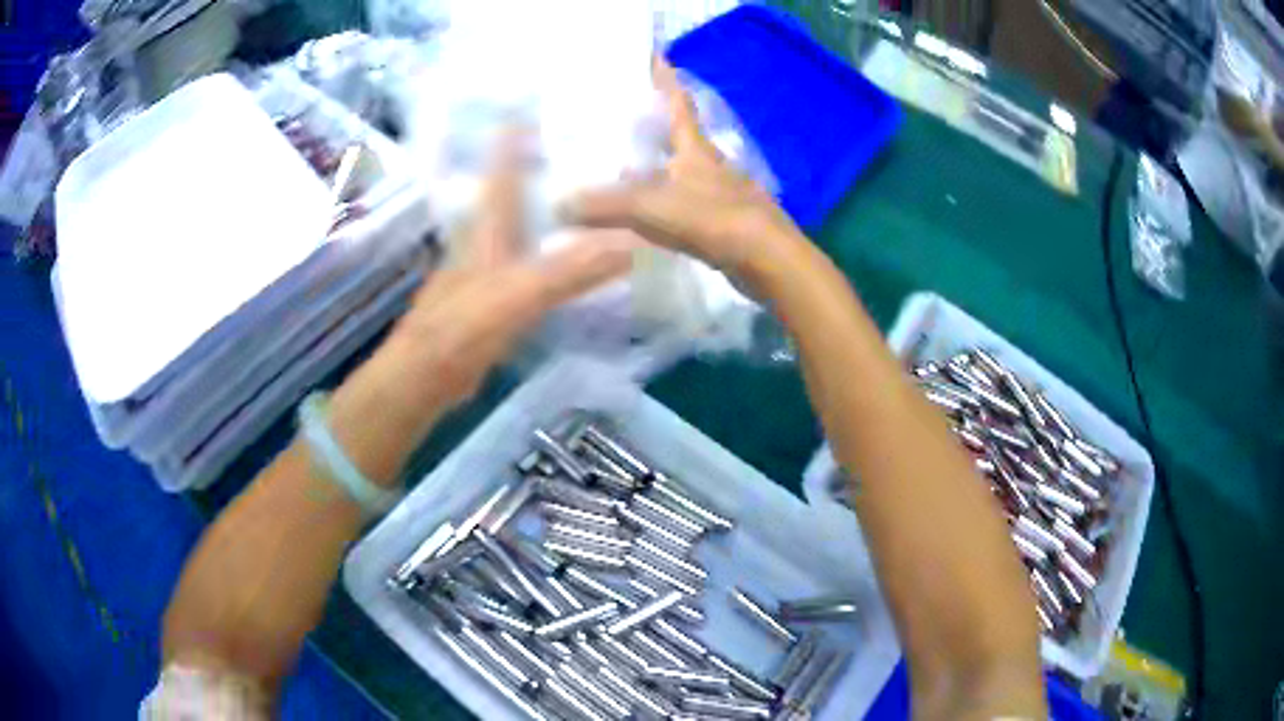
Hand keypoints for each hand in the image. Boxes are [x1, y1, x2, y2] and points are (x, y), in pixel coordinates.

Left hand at [329, 132, 636, 457]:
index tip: (530, 110)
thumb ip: (571, 271)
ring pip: (519, 232)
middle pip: (510, 198)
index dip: (513, 142)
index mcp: (487, 231)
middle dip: (535, 171)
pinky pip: (525, 267)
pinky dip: (546, 256)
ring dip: (543, 213)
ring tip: (581, 197)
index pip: (502, 174)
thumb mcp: (519, 295)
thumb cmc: (463, 329)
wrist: (424, 377)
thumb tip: (631, 245)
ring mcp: (484, 274)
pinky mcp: (489, 303)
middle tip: (575, 152)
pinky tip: (566, 260)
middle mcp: (484, 244)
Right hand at [566, 59, 803, 280]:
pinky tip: (649, 215)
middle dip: (655, 126)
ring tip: (623, 169)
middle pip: (680, 137)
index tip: (655, 58)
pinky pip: (687, 203)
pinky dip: (666, 202)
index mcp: (695, 148)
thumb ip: (603, 204)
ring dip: (658, 167)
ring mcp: (721, 193)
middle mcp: (710, 165)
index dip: (665, 80)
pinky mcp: (725, 222)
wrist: (767, 260)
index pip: (678, 104)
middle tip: (621, 120)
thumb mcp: (651, 206)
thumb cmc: (712, 219)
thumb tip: (559, 203)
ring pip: (682, 172)